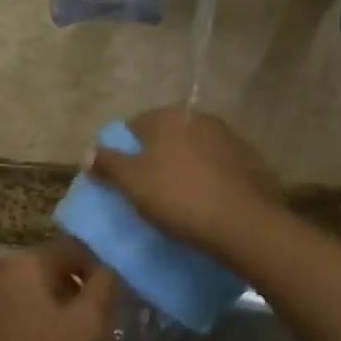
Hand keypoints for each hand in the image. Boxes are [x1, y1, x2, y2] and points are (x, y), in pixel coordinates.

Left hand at [0, 240, 118, 340]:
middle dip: (63, 288)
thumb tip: (106, 270)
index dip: (92, 270)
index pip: (70, 248)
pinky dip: (9, 320)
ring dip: (35, 304)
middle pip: (39, 266)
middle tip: (79, 325)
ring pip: (14, 288)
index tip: (102, 303)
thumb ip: (103, 290)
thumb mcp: (88, 332)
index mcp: (24, 263)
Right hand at [88, 106, 282, 258]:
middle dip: (155, 157)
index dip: (123, 150)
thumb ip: (108, 163)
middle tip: (147, 189)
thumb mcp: (132, 182)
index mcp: (168, 117)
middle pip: (167, 136)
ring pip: (195, 150)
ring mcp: (230, 138)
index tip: (120, 177)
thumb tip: (89, 152)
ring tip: (178, 198)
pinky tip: (206, 202)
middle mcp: (200, 118)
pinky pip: (219, 167)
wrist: (243, 223)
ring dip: (184, 167)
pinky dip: (209, 178)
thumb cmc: (178, 197)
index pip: (134, 126)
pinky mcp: (252, 161)